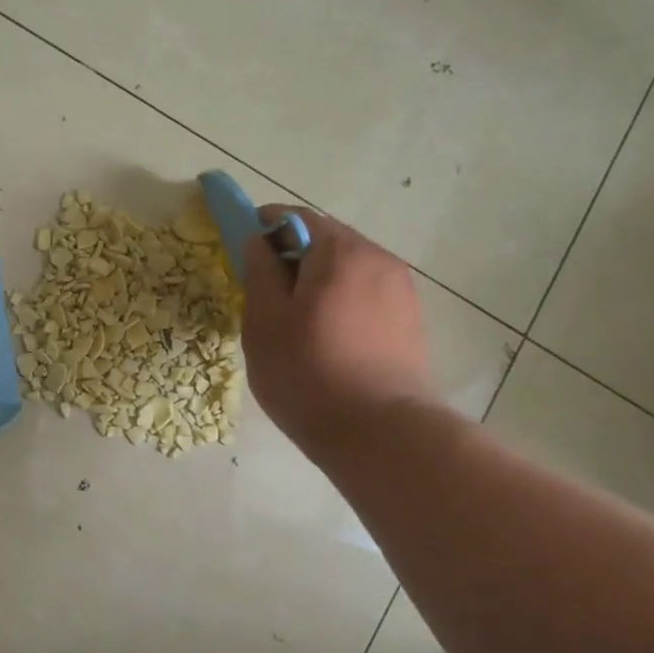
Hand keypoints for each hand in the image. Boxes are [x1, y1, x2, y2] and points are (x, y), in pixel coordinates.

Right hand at [241, 207, 437, 454]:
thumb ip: (259, 272)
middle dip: (292, 255)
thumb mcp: (264, 322)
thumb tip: (258, 242)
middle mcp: (378, 259)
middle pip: (326, 240)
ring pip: (348, 268)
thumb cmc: (308, 374)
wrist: (381, 434)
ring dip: (318, 278)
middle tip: (264, 290)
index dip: (264, 226)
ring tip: (295, 319)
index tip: (242, 248)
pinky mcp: (410, 320)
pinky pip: (366, 292)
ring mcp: (400, 290)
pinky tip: (326, 335)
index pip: (296, 217)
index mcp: (340, 252)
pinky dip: (341, 299)